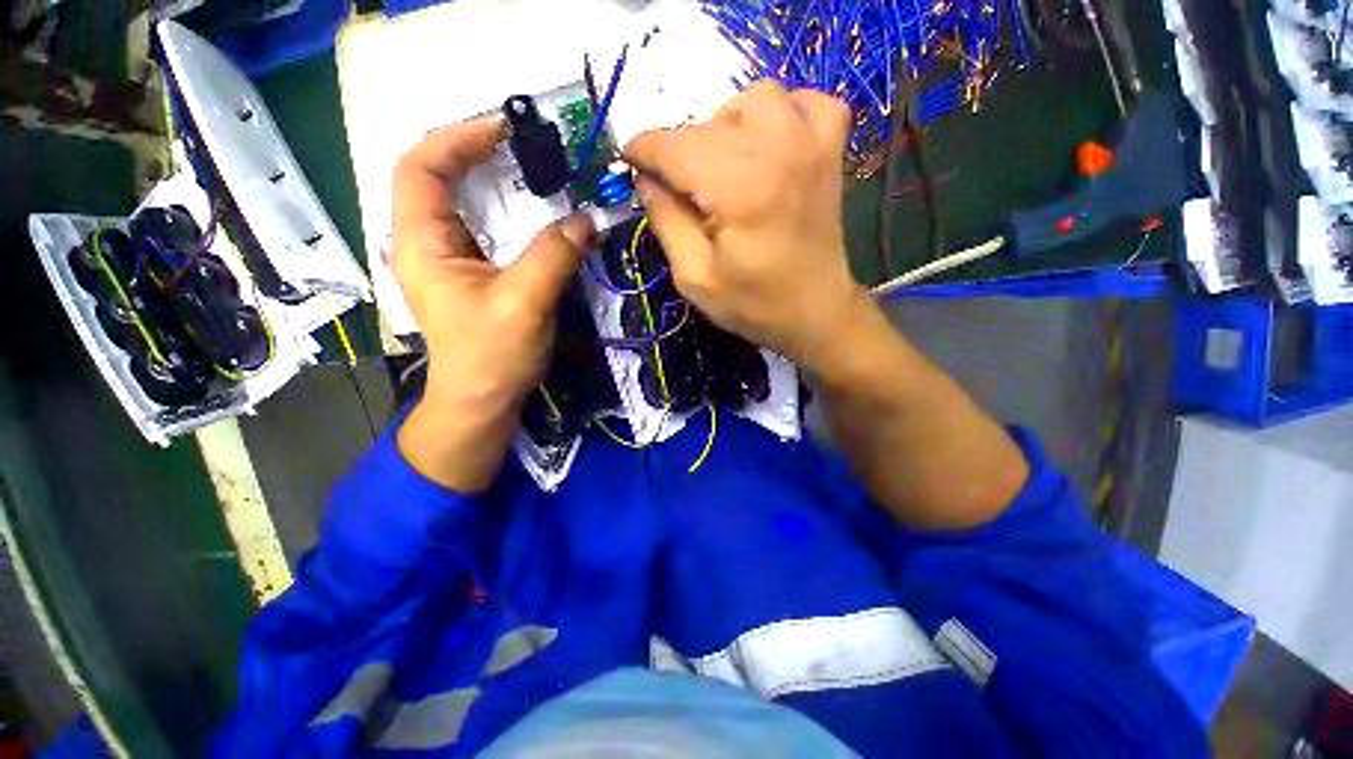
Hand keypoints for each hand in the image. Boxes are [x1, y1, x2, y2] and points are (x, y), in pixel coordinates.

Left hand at [391, 118, 594, 491]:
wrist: (483, 401)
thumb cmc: (491, 357)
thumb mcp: (524, 303)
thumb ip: (554, 256)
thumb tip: (587, 220)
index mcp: (421, 243)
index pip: (420, 167)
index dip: (457, 138)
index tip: (504, 129)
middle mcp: (425, 242)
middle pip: (437, 177)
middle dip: (477, 153)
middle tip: (526, 146)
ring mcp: (448, 258)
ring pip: (463, 202)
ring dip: (496, 182)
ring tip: (535, 171)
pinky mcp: (471, 273)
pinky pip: (484, 228)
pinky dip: (508, 213)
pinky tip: (534, 214)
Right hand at [623, 81, 871, 370]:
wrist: (817, 311)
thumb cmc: (754, 304)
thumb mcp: (694, 277)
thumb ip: (665, 220)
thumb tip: (646, 178)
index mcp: (740, 188)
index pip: (675, 146)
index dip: (643, 149)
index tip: (628, 161)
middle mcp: (778, 148)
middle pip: (707, 122)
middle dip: (680, 151)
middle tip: (679, 188)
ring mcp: (812, 141)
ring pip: (752, 98)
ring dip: (726, 126)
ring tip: (722, 167)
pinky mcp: (831, 147)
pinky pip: (803, 100)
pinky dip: (780, 114)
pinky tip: (770, 145)